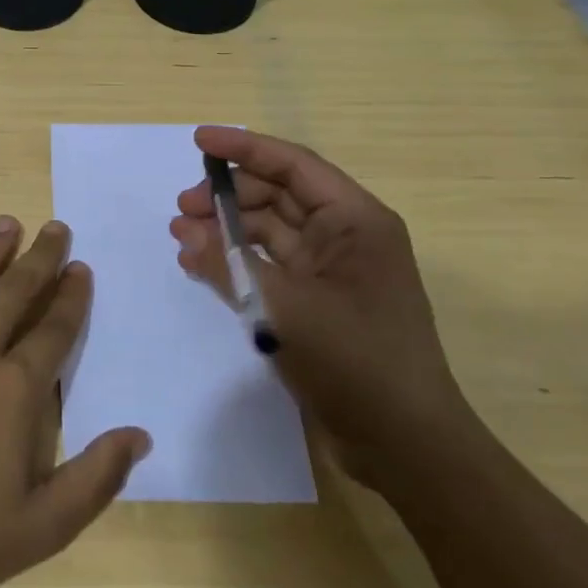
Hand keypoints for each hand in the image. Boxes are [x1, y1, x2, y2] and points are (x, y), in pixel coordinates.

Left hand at [0, 217, 151, 587]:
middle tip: (55, 227)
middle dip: (39, 257)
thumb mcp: (40, 529)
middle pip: (14, 291)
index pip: (54, 329)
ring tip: (8, 223)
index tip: (81, 268)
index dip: (71, 296)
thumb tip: (140, 434)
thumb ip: (95, 479)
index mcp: (14, 389)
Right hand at [170, 126, 475, 486]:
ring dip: (227, 229)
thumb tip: (184, 233)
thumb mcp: (286, 309)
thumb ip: (230, 265)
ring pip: (270, 230)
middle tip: (183, 207)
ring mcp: (332, 270)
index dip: (244, 148)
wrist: (405, 447)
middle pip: (278, 194)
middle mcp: (346, 236)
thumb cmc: (356, 363)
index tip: (199, 140)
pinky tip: (202, 265)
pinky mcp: (318, 302)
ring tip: (183, 238)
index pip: (293, 165)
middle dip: (229, 195)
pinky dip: (237, 261)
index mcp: (356, 221)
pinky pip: (270, 265)